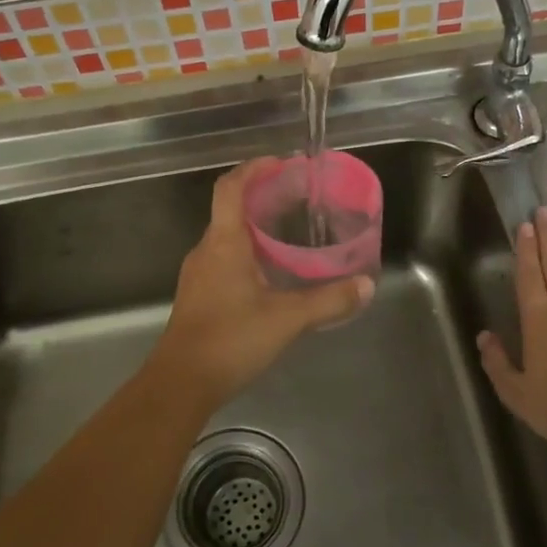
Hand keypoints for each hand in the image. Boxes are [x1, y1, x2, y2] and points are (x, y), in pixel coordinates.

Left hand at [151, 158, 373, 409]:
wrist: (181, 383)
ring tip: (289, 236)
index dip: (253, 169)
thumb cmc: (231, 339)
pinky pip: (223, 261)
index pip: (231, 188)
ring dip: (254, 229)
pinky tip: (270, 275)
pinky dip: (247, 254)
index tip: (279, 163)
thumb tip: (366, 286)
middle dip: (261, 199)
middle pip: (229, 210)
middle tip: (296, 200)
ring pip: (226, 238)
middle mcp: (206, 251)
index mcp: (223, 243)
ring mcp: (198, 275)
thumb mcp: (288, 319)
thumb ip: (329, 301)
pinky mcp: (198, 297)